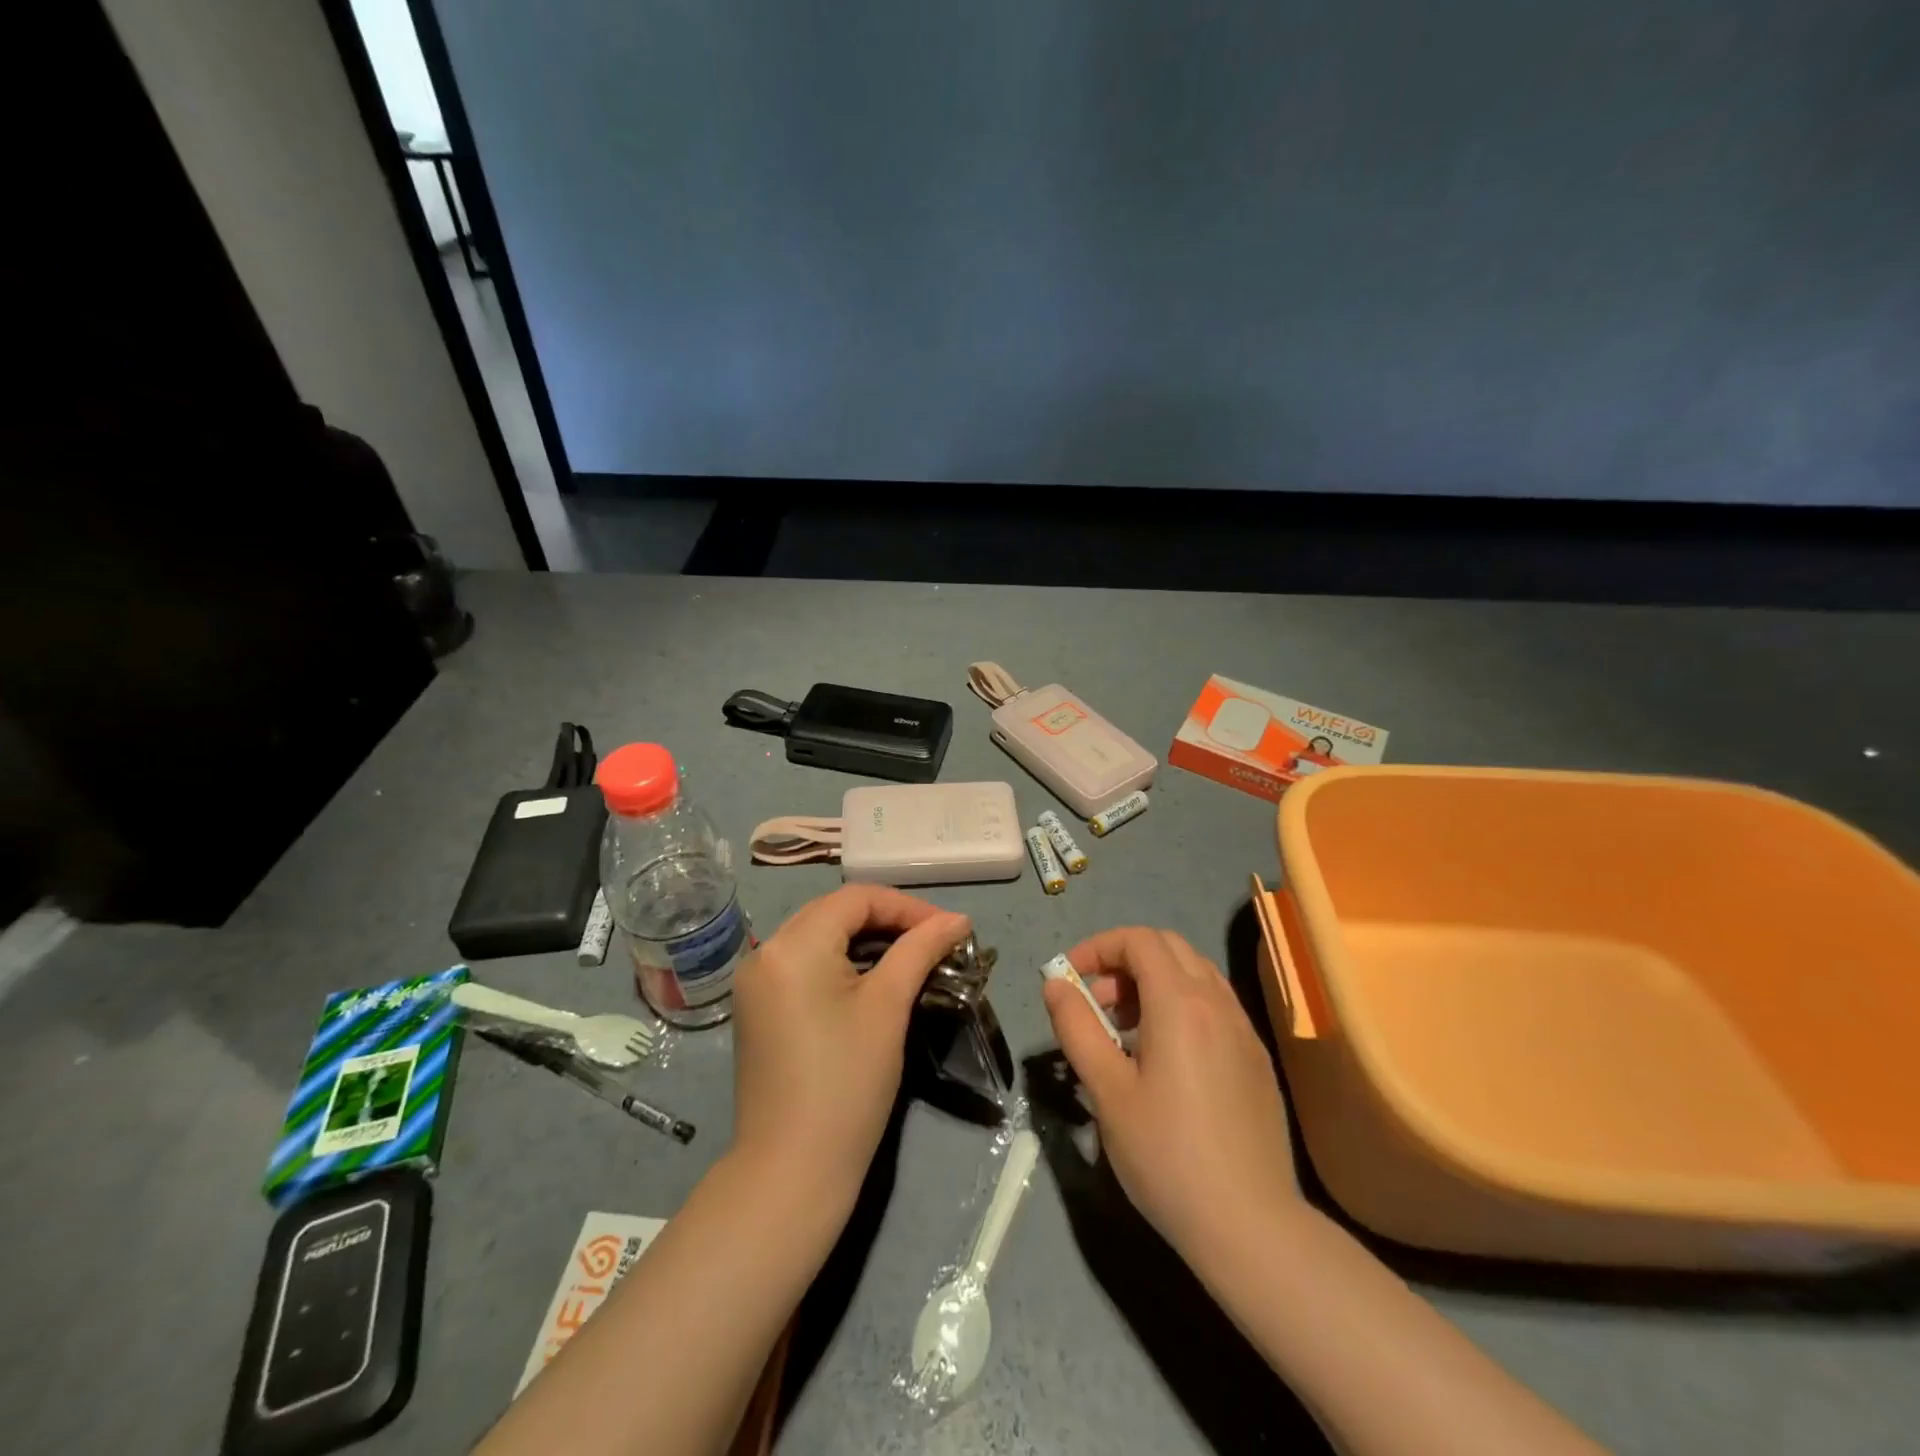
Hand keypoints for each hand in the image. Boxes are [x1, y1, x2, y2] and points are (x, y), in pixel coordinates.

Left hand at [731, 886, 971, 1206]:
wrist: (791, 1171)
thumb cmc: (846, 1083)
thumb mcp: (888, 1007)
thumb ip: (921, 950)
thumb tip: (958, 920)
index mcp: (792, 944)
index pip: (857, 899)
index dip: (907, 907)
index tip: (948, 929)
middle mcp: (765, 952)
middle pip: (834, 912)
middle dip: (888, 920)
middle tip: (933, 941)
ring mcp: (756, 982)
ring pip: (819, 937)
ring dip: (865, 940)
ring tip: (911, 958)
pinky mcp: (758, 1009)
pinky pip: (804, 964)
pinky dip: (840, 962)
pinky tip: (872, 980)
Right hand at [1042, 927, 1301, 1260]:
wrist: (1252, 1227)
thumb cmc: (1167, 1156)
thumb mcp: (1107, 1091)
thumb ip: (1077, 1027)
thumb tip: (1055, 984)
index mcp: (1181, 1003)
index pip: (1139, 940)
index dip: (1098, 946)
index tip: (1070, 978)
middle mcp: (1218, 1003)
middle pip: (1169, 947)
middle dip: (1124, 960)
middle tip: (1097, 1002)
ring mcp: (1244, 1031)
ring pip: (1195, 974)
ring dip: (1153, 981)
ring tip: (1125, 1029)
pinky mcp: (1256, 1060)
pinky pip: (1214, 1006)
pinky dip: (1180, 1005)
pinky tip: (1164, 1058)